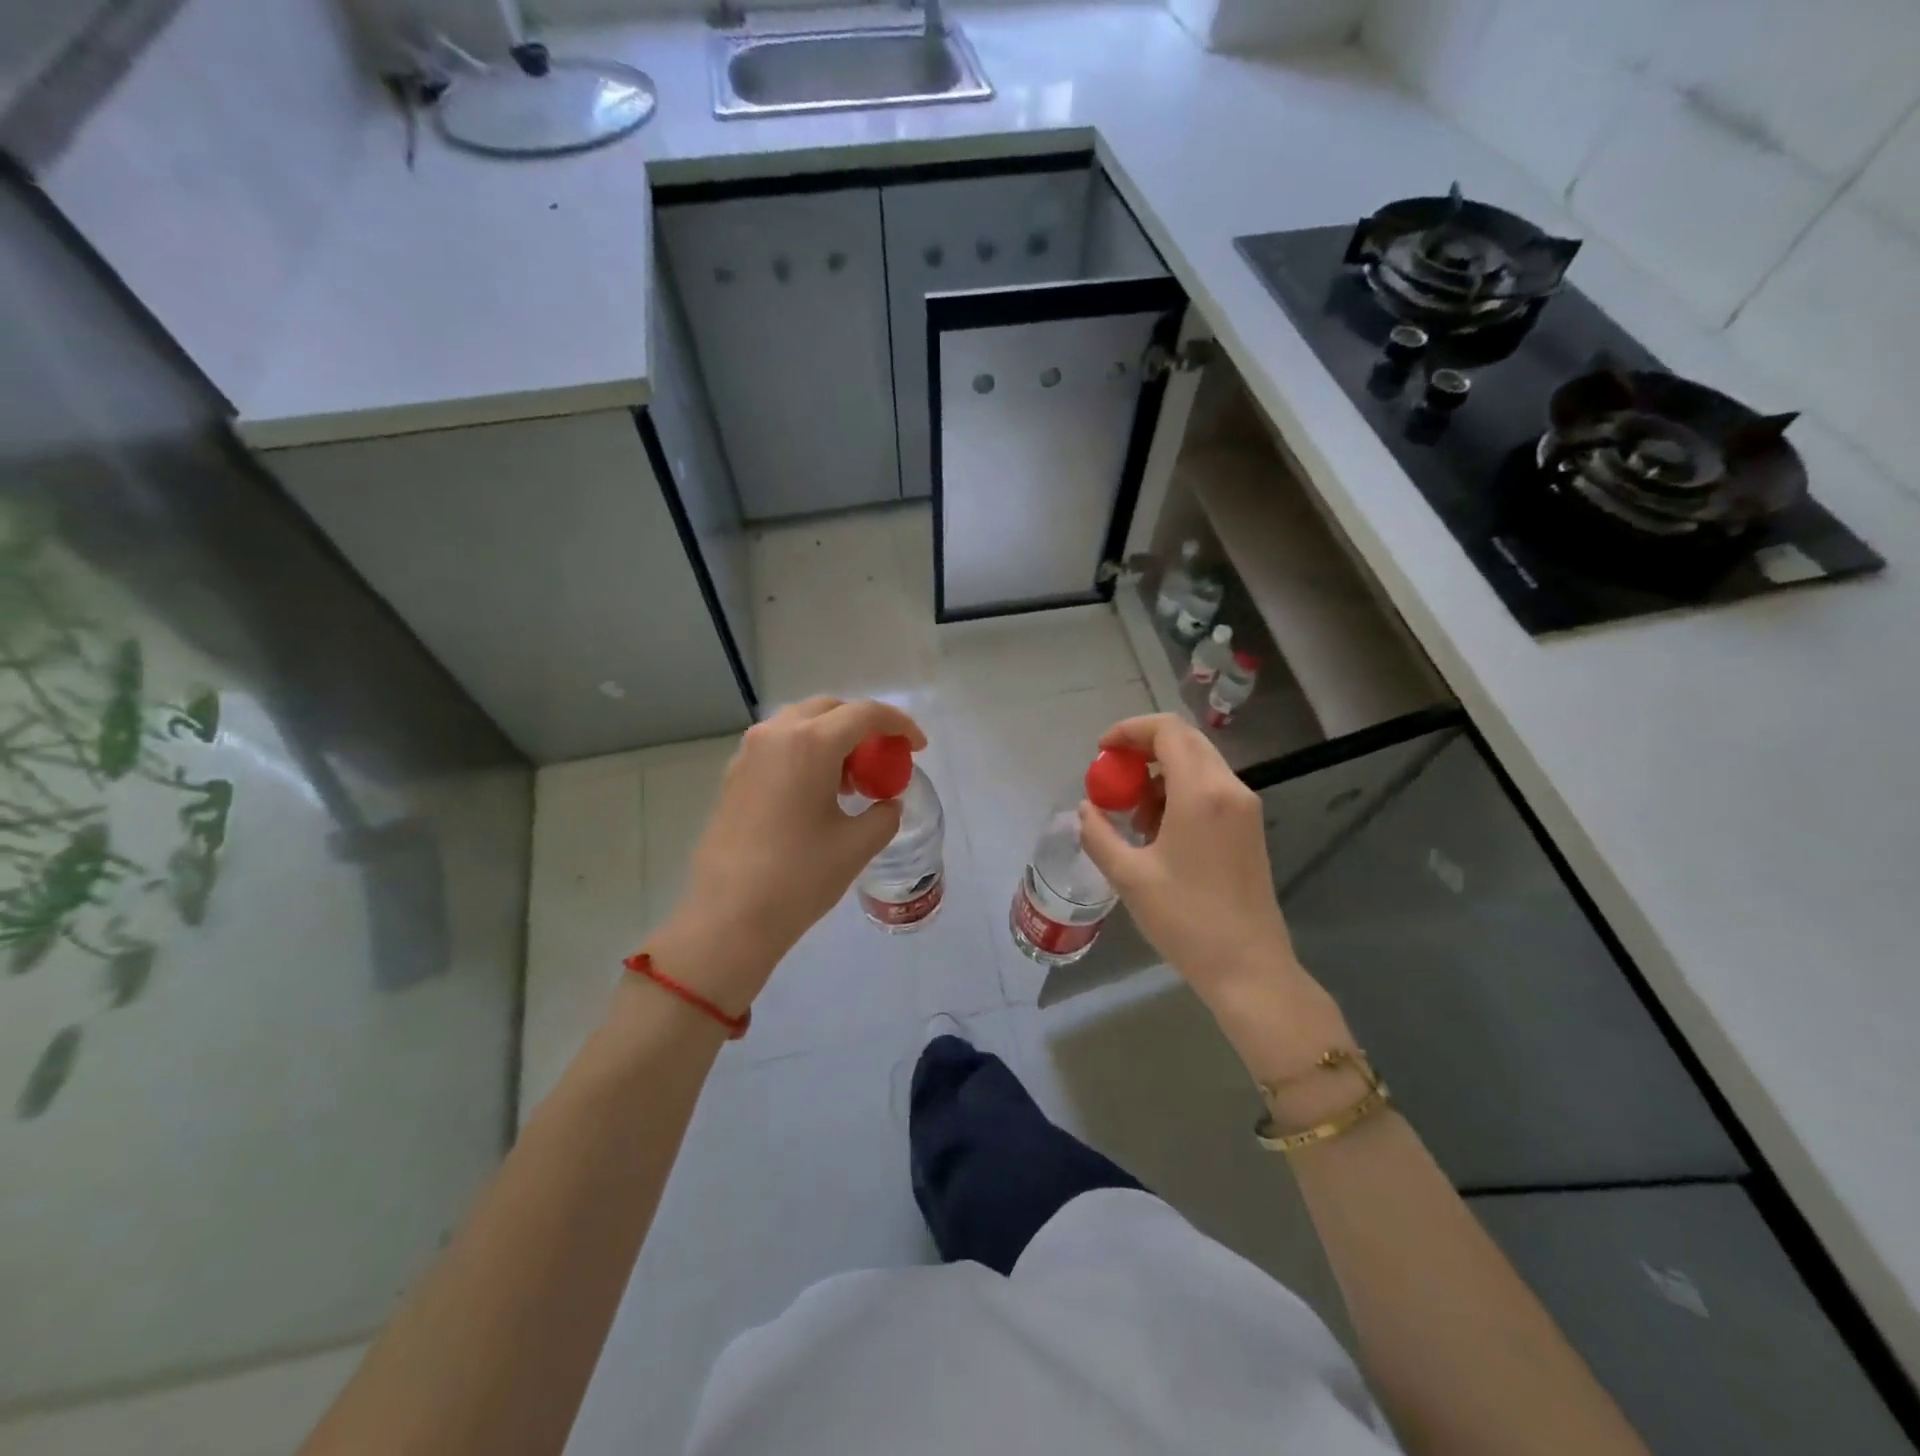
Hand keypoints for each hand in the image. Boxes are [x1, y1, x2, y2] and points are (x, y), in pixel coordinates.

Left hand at [644, 697, 925, 1015]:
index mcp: (811, 743)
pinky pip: (779, 746)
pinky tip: (816, 792)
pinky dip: (806, 753)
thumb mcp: (857, 845)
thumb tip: (887, 803)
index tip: (918, 747)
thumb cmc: (800, 877)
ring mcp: (749, 753)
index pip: (866, 714)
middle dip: (864, 726)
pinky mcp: (734, 775)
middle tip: (884, 760)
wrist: (730, 916)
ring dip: (833, 738)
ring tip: (851, 780)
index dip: (900, 725)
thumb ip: (884, 814)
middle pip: (831, 709)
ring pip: (801, 724)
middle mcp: (777, 734)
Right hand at [1077, 714, 1351, 1083]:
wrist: (1248, 967)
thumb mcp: (1129, 877)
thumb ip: (1099, 834)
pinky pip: (1210, 788)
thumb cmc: (1185, 920)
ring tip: (1133, 814)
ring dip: (1160, 773)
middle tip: (1112, 776)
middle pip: (1184, 741)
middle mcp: (1229, 788)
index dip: (1129, 730)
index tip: (1101, 751)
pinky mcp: (1249, 827)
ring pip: (1198, 764)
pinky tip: (1159, 830)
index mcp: (1200, 793)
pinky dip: (1179, 791)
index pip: (1167, 731)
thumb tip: (1086, 809)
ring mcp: (1244, 807)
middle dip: (1143, 749)